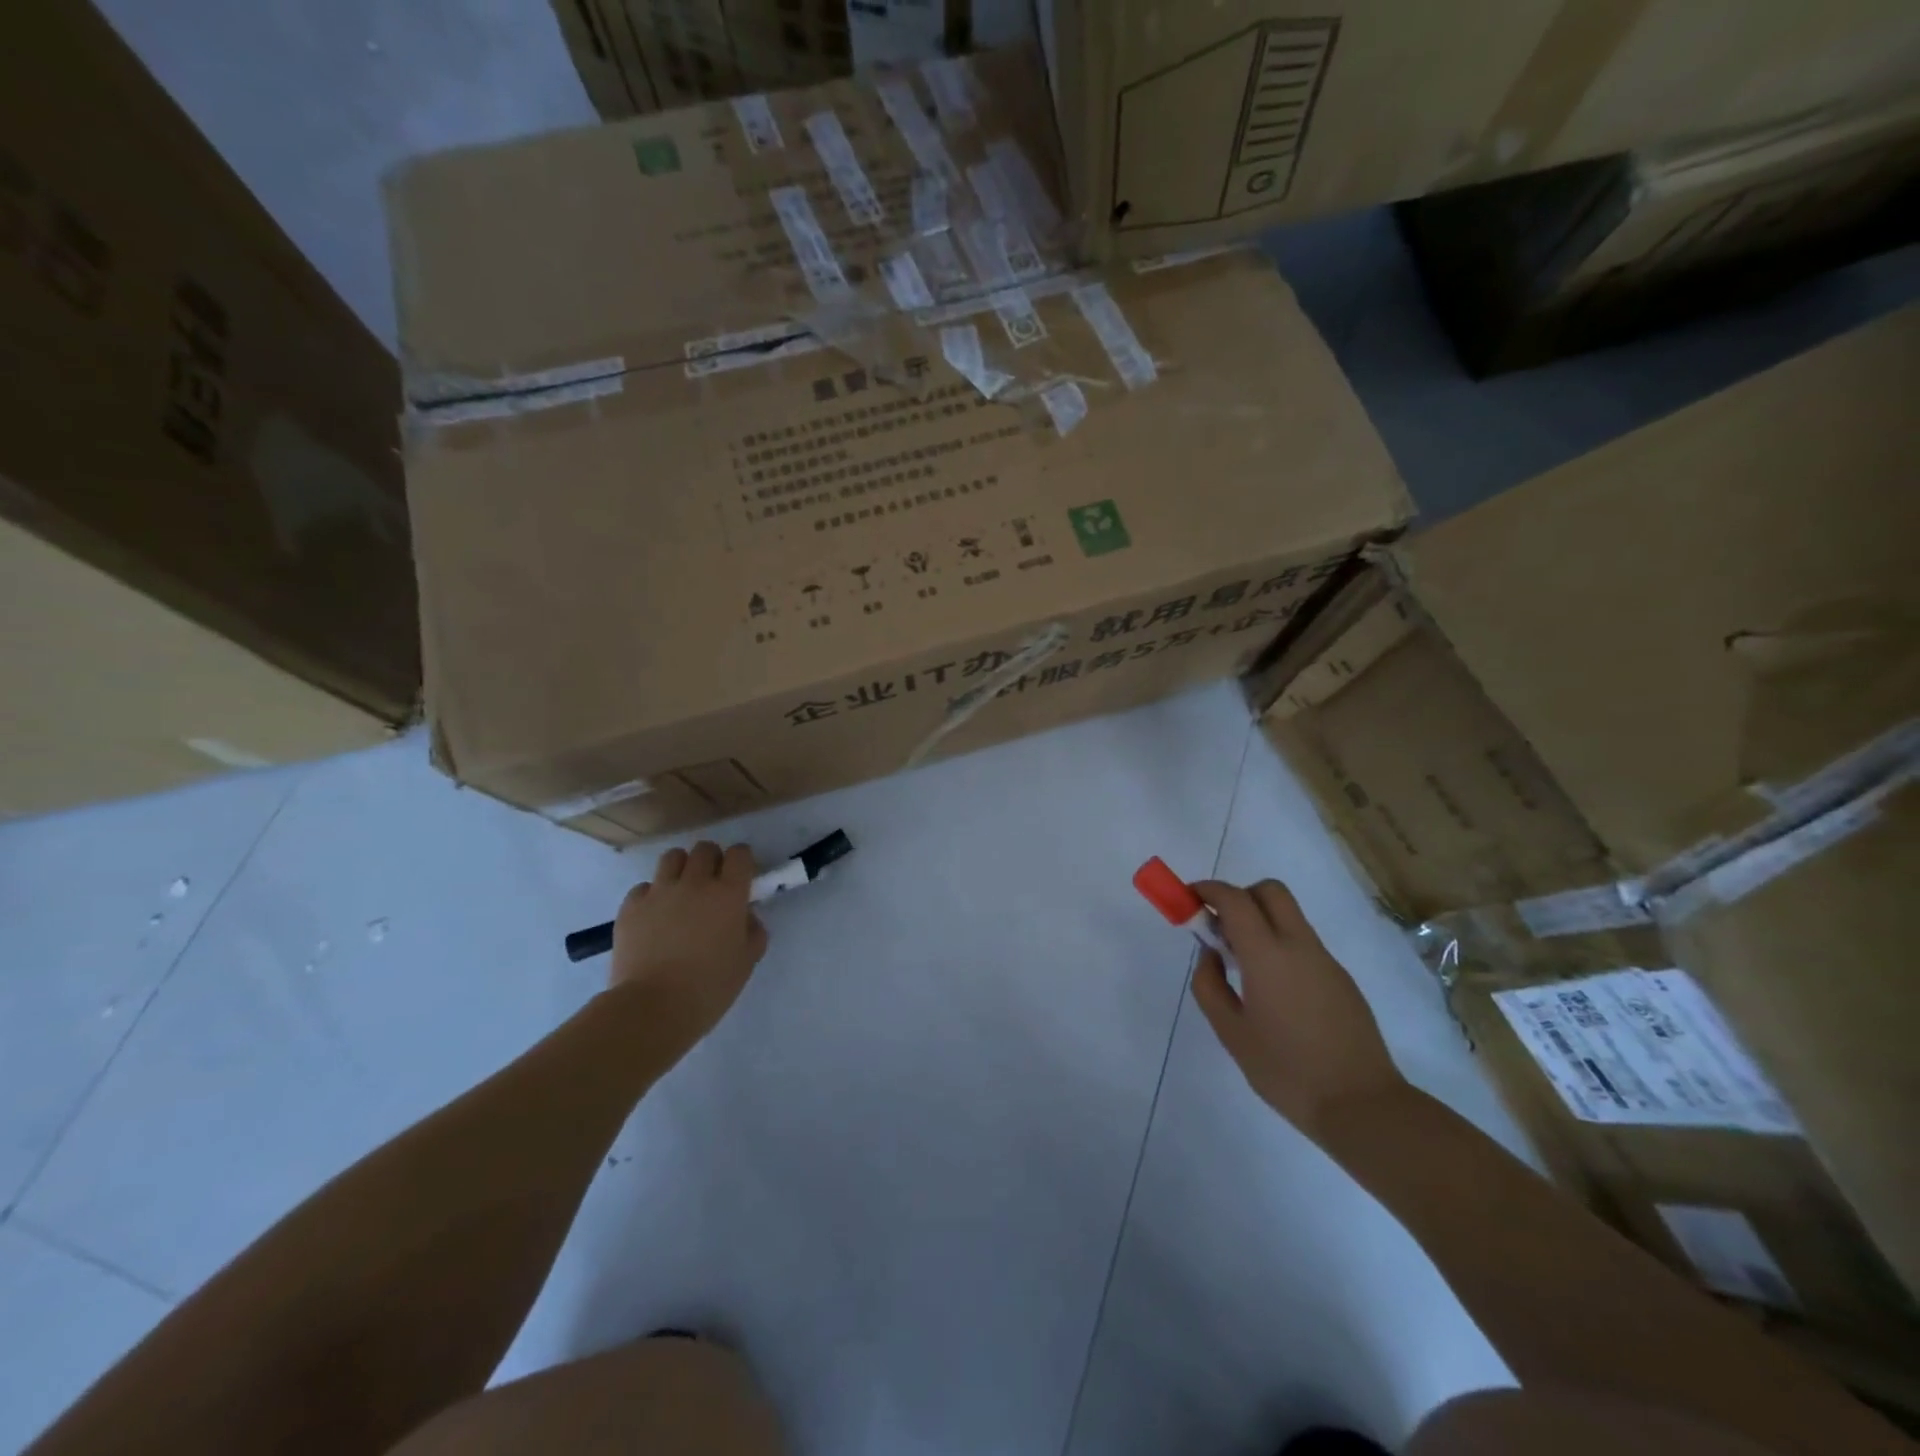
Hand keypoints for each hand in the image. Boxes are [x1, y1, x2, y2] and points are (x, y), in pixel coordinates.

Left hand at [608, 841, 768, 1046]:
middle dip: (712, 860)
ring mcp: (659, 892)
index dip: (742, 861)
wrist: (652, 1008)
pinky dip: (652, 895)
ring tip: (681, 892)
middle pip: (705, 849)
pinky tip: (654, 917)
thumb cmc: (709, 988)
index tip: (741, 877)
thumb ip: (753, 931)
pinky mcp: (630, 906)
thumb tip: (744, 917)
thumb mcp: (747, 961)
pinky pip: (644, 887)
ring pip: (672, 857)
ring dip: (682, 868)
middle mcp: (695, 883)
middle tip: (712, 884)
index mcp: (728, 894)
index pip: (740, 854)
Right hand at [1189, 878, 1406, 1139]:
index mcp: (1268, 955)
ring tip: (1241, 966)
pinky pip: (1303, 944)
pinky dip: (1280, 945)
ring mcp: (1325, 961)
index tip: (1189, 899)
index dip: (1208, 890)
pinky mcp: (1341, 979)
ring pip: (1289, 916)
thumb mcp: (1231, 1033)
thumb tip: (1210, 956)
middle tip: (1219, 926)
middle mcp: (1299, 946)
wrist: (1362, 1106)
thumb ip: (1210, 986)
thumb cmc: (1286, 1071)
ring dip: (1260, 921)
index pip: (1235, 899)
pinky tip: (1273, 991)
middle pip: (1270, 891)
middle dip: (1239, 896)